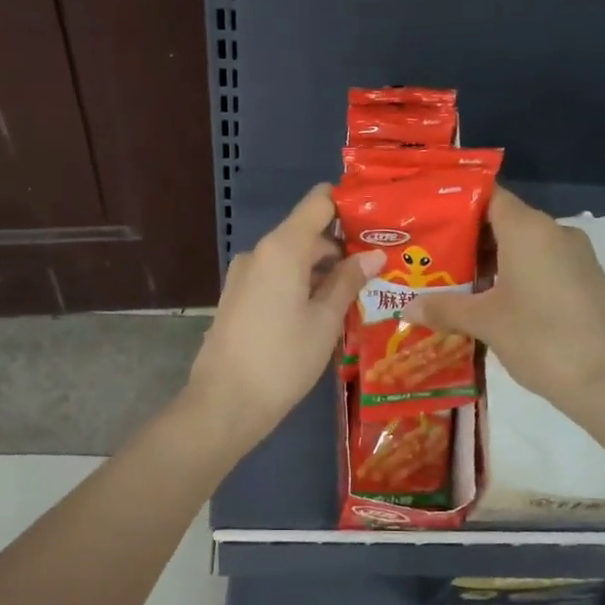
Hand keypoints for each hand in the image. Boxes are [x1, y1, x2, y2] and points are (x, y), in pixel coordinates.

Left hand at [188, 184, 383, 442]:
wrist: (225, 402)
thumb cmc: (283, 359)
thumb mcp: (324, 321)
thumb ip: (348, 281)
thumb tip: (374, 254)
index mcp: (282, 248)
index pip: (318, 202)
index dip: (348, 204)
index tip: (378, 221)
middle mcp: (259, 252)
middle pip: (307, 232)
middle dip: (342, 247)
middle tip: (379, 268)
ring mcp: (244, 275)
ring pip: (292, 258)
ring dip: (323, 270)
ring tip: (359, 293)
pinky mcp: (238, 297)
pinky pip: (276, 277)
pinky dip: (301, 284)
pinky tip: (324, 311)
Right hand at [403, 187, 604, 412]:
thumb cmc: (541, 338)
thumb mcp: (485, 322)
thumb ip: (444, 309)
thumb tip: (406, 308)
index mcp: (528, 228)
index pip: (488, 196)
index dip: (455, 204)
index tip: (426, 218)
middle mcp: (554, 232)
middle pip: (503, 222)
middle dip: (466, 239)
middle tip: (428, 257)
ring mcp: (575, 257)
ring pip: (522, 247)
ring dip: (488, 263)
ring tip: (451, 283)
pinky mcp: (585, 281)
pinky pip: (541, 266)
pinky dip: (513, 277)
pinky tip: (488, 302)